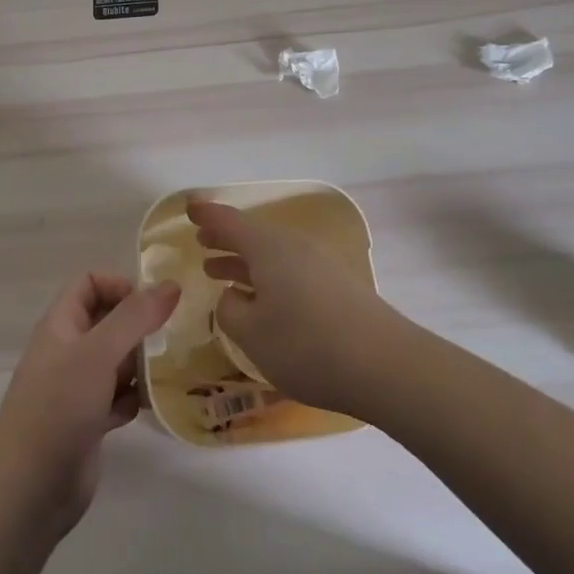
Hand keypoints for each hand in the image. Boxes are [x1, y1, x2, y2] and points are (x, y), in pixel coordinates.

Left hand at [0, 273, 179, 540]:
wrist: (28, 489)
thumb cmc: (59, 406)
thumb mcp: (98, 351)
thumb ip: (135, 316)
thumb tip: (171, 284)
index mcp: (61, 325)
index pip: (90, 284)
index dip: (120, 286)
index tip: (152, 305)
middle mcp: (68, 351)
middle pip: (109, 321)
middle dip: (140, 326)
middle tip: (173, 336)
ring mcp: (77, 388)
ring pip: (118, 361)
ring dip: (142, 363)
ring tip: (170, 369)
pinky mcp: (88, 422)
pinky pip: (119, 397)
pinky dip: (135, 398)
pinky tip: (151, 406)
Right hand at [189, 200, 405, 415]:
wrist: (385, 365)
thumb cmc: (306, 345)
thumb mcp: (252, 333)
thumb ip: (230, 311)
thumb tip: (232, 295)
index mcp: (269, 248)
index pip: (230, 221)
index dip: (207, 215)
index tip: (188, 209)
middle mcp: (294, 247)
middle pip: (254, 235)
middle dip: (226, 238)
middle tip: (202, 240)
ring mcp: (320, 265)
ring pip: (272, 254)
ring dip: (244, 260)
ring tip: (220, 271)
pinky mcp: (337, 286)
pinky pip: (290, 270)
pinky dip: (267, 276)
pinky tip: (261, 300)